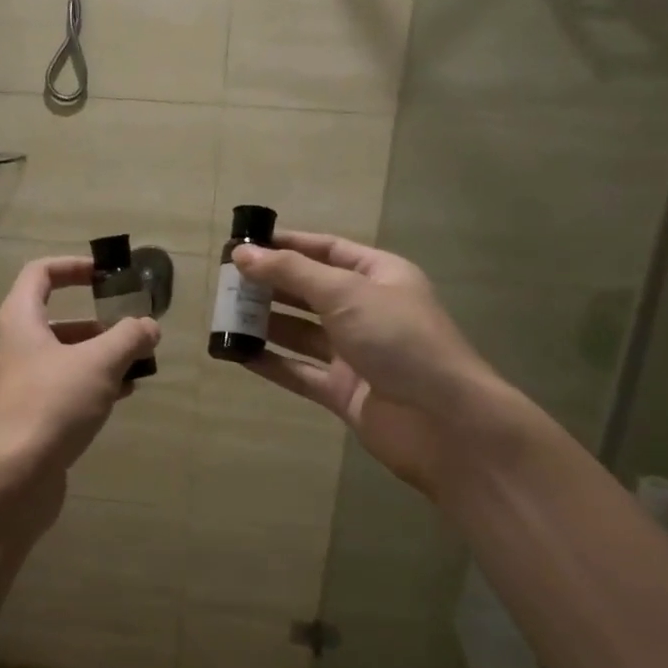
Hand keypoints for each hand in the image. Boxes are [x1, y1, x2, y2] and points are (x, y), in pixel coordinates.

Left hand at [0, 256, 160, 495]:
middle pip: (58, 319)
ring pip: (66, 356)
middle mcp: (15, 346)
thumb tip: (148, 326)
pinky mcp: (32, 414)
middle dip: (100, 322)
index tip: (107, 275)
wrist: (14, 475)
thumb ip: (129, 338)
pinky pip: (66, 386)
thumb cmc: (53, 403)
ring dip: (102, 355)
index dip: (74, 267)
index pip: (41, 274)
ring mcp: (22, 382)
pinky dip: (94, 383)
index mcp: (20, 320)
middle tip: (133, 328)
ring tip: (139, 364)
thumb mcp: (99, 363)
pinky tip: (124, 393)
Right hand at [231, 231, 511, 494]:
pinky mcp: (342, 390)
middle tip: (225, 282)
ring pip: (300, 332)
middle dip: (270, 284)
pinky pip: (298, 371)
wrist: (444, 422)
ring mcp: (354, 353)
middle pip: (309, 291)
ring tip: (223, 315)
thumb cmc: (399, 339)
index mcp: (378, 276)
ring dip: (265, 323)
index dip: (286, 245)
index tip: (244, 245)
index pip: (327, 250)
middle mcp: (366, 310)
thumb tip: (242, 255)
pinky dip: (269, 362)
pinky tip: (236, 354)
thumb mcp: (345, 293)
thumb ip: (291, 273)